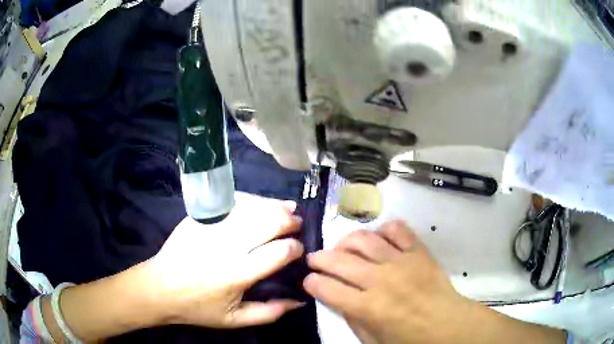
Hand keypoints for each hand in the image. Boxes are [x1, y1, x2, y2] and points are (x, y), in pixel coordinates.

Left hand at [142, 192, 304, 328]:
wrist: (159, 288)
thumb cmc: (198, 307)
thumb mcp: (235, 320)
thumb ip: (270, 313)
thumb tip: (299, 300)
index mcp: (238, 273)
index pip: (278, 252)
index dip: (295, 248)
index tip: (298, 249)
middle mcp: (228, 246)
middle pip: (268, 223)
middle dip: (289, 221)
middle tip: (297, 223)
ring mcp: (212, 227)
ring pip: (251, 208)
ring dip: (273, 206)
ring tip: (287, 207)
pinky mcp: (199, 218)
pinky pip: (231, 203)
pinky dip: (251, 201)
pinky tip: (259, 203)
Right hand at [303, 221, 566, 343]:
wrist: (448, 325)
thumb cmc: (410, 339)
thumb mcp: (373, 340)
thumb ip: (352, 319)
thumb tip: (337, 298)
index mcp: (368, 307)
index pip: (327, 287)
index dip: (312, 282)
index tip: (308, 280)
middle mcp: (381, 280)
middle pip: (340, 260)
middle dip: (320, 258)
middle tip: (315, 259)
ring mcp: (401, 262)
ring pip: (364, 240)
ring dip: (346, 241)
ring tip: (341, 246)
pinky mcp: (418, 251)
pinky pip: (398, 230)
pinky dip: (384, 229)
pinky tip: (378, 237)